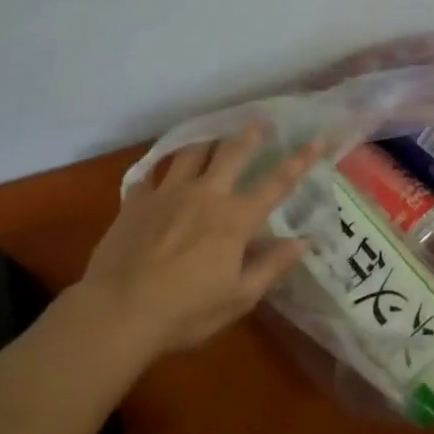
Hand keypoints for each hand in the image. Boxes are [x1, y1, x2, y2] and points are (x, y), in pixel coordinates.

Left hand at [73, 126, 319, 357]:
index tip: (317, 139)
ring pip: (191, 153)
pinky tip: (159, 173)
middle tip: (260, 120)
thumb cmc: (185, 312)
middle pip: (232, 153)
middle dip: (250, 134)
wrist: (116, 313)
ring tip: (213, 135)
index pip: (276, 183)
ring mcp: (167, 194)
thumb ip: (271, 266)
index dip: (300, 160)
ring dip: (206, 140)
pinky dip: (159, 171)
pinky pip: (150, 176)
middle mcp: (205, 195)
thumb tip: (301, 242)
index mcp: (235, 219)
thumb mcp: (238, 298)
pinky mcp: (135, 202)